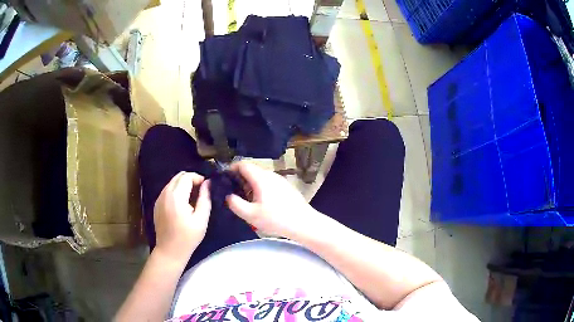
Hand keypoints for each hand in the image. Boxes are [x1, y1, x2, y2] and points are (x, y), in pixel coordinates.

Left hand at [153, 172, 210, 262]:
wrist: (169, 251)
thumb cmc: (188, 238)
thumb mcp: (201, 220)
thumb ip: (205, 199)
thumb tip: (208, 183)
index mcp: (176, 197)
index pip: (187, 176)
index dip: (198, 178)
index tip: (206, 188)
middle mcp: (165, 194)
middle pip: (178, 176)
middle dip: (191, 179)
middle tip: (200, 192)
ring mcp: (159, 198)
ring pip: (172, 182)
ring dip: (183, 185)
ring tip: (192, 198)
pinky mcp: (157, 204)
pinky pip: (167, 190)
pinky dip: (176, 191)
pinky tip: (182, 204)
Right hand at [226, 161, 314, 237]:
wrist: (303, 223)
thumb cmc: (276, 219)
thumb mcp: (250, 215)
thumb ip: (235, 204)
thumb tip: (228, 196)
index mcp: (261, 178)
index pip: (243, 164)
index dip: (231, 169)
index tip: (225, 179)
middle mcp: (271, 175)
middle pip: (252, 170)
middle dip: (240, 179)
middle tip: (234, 193)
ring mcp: (280, 180)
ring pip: (261, 177)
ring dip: (251, 184)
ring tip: (247, 200)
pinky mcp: (287, 187)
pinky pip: (269, 182)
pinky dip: (261, 188)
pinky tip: (262, 203)